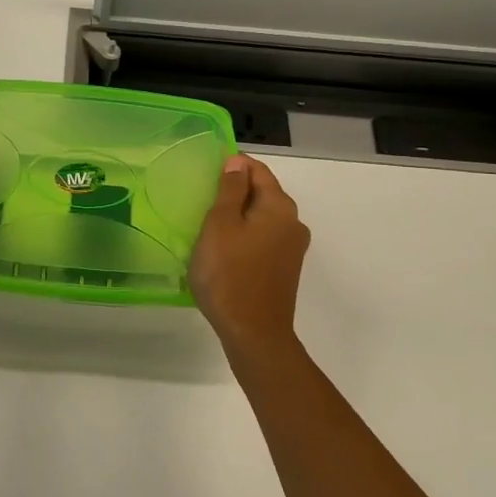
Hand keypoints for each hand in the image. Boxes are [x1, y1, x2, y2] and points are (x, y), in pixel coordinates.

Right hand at [189, 154, 309, 351]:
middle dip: (235, 191)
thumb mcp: (220, 225)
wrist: (253, 333)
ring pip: (263, 218)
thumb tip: (237, 163)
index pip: (257, 170)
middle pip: (263, 193)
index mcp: (279, 207)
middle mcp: (293, 222)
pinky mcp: (285, 268)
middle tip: (202, 199)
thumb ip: (229, 190)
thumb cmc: (229, 274)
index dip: (233, 166)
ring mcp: (292, 248)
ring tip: (209, 224)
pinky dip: (245, 235)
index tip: (206, 172)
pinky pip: (263, 239)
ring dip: (239, 215)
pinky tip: (224, 249)